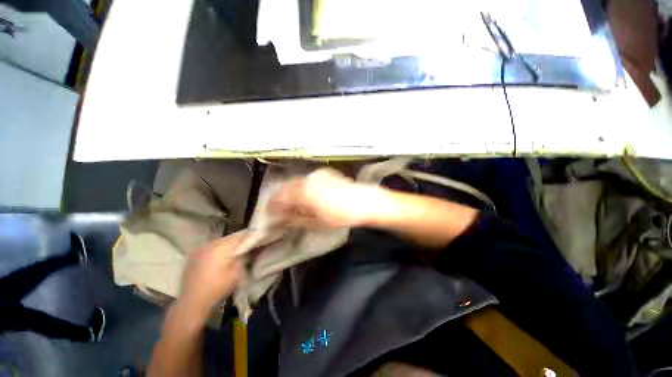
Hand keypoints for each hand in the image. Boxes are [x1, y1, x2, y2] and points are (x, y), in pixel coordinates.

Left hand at [177, 231, 245, 321]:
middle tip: (247, 248)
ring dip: (227, 246)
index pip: (240, 235)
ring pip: (219, 242)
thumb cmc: (218, 287)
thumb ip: (245, 257)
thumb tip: (251, 249)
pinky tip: (219, 259)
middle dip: (239, 242)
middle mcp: (209, 244)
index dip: (250, 237)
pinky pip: (210, 248)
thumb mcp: (238, 273)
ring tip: (234, 253)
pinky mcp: (193, 256)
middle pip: (229, 238)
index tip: (257, 240)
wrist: (192, 303)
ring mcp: (199, 249)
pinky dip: (217, 251)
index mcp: (221, 246)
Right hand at [268, 169, 377, 227]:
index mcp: (303, 192)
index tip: (270, 213)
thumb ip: (296, 218)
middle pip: (287, 187)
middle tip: (280, 210)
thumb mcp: (316, 222)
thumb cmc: (341, 215)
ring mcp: (318, 174)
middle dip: (281, 198)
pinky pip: (308, 179)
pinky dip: (303, 187)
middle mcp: (308, 179)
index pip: (280, 197)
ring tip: (294, 204)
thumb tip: (283, 216)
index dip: (272, 206)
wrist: (364, 202)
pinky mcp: (326, 173)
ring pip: (297, 182)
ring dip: (292, 192)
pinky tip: (308, 195)